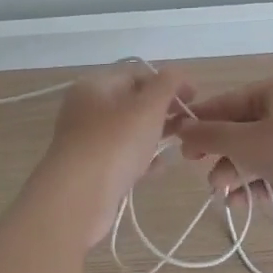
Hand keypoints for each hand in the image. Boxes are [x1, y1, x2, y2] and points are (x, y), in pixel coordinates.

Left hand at [44, 63, 192, 243]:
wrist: (78, 198)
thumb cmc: (115, 143)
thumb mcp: (148, 107)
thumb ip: (167, 85)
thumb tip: (177, 74)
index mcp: (95, 86)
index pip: (136, 74)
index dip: (167, 82)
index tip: (194, 98)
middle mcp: (86, 109)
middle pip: (132, 102)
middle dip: (162, 110)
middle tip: (189, 123)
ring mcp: (86, 141)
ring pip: (128, 131)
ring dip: (154, 135)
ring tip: (181, 144)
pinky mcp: (91, 169)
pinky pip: (122, 157)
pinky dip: (142, 159)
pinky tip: (160, 167)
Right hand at [173, 77, 272, 218]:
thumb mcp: (249, 143)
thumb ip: (211, 136)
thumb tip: (181, 128)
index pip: (227, 101)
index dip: (199, 121)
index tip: (176, 142)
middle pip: (241, 127)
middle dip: (219, 152)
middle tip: (199, 171)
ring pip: (258, 150)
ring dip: (236, 171)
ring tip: (221, 194)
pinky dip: (258, 182)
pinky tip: (242, 203)